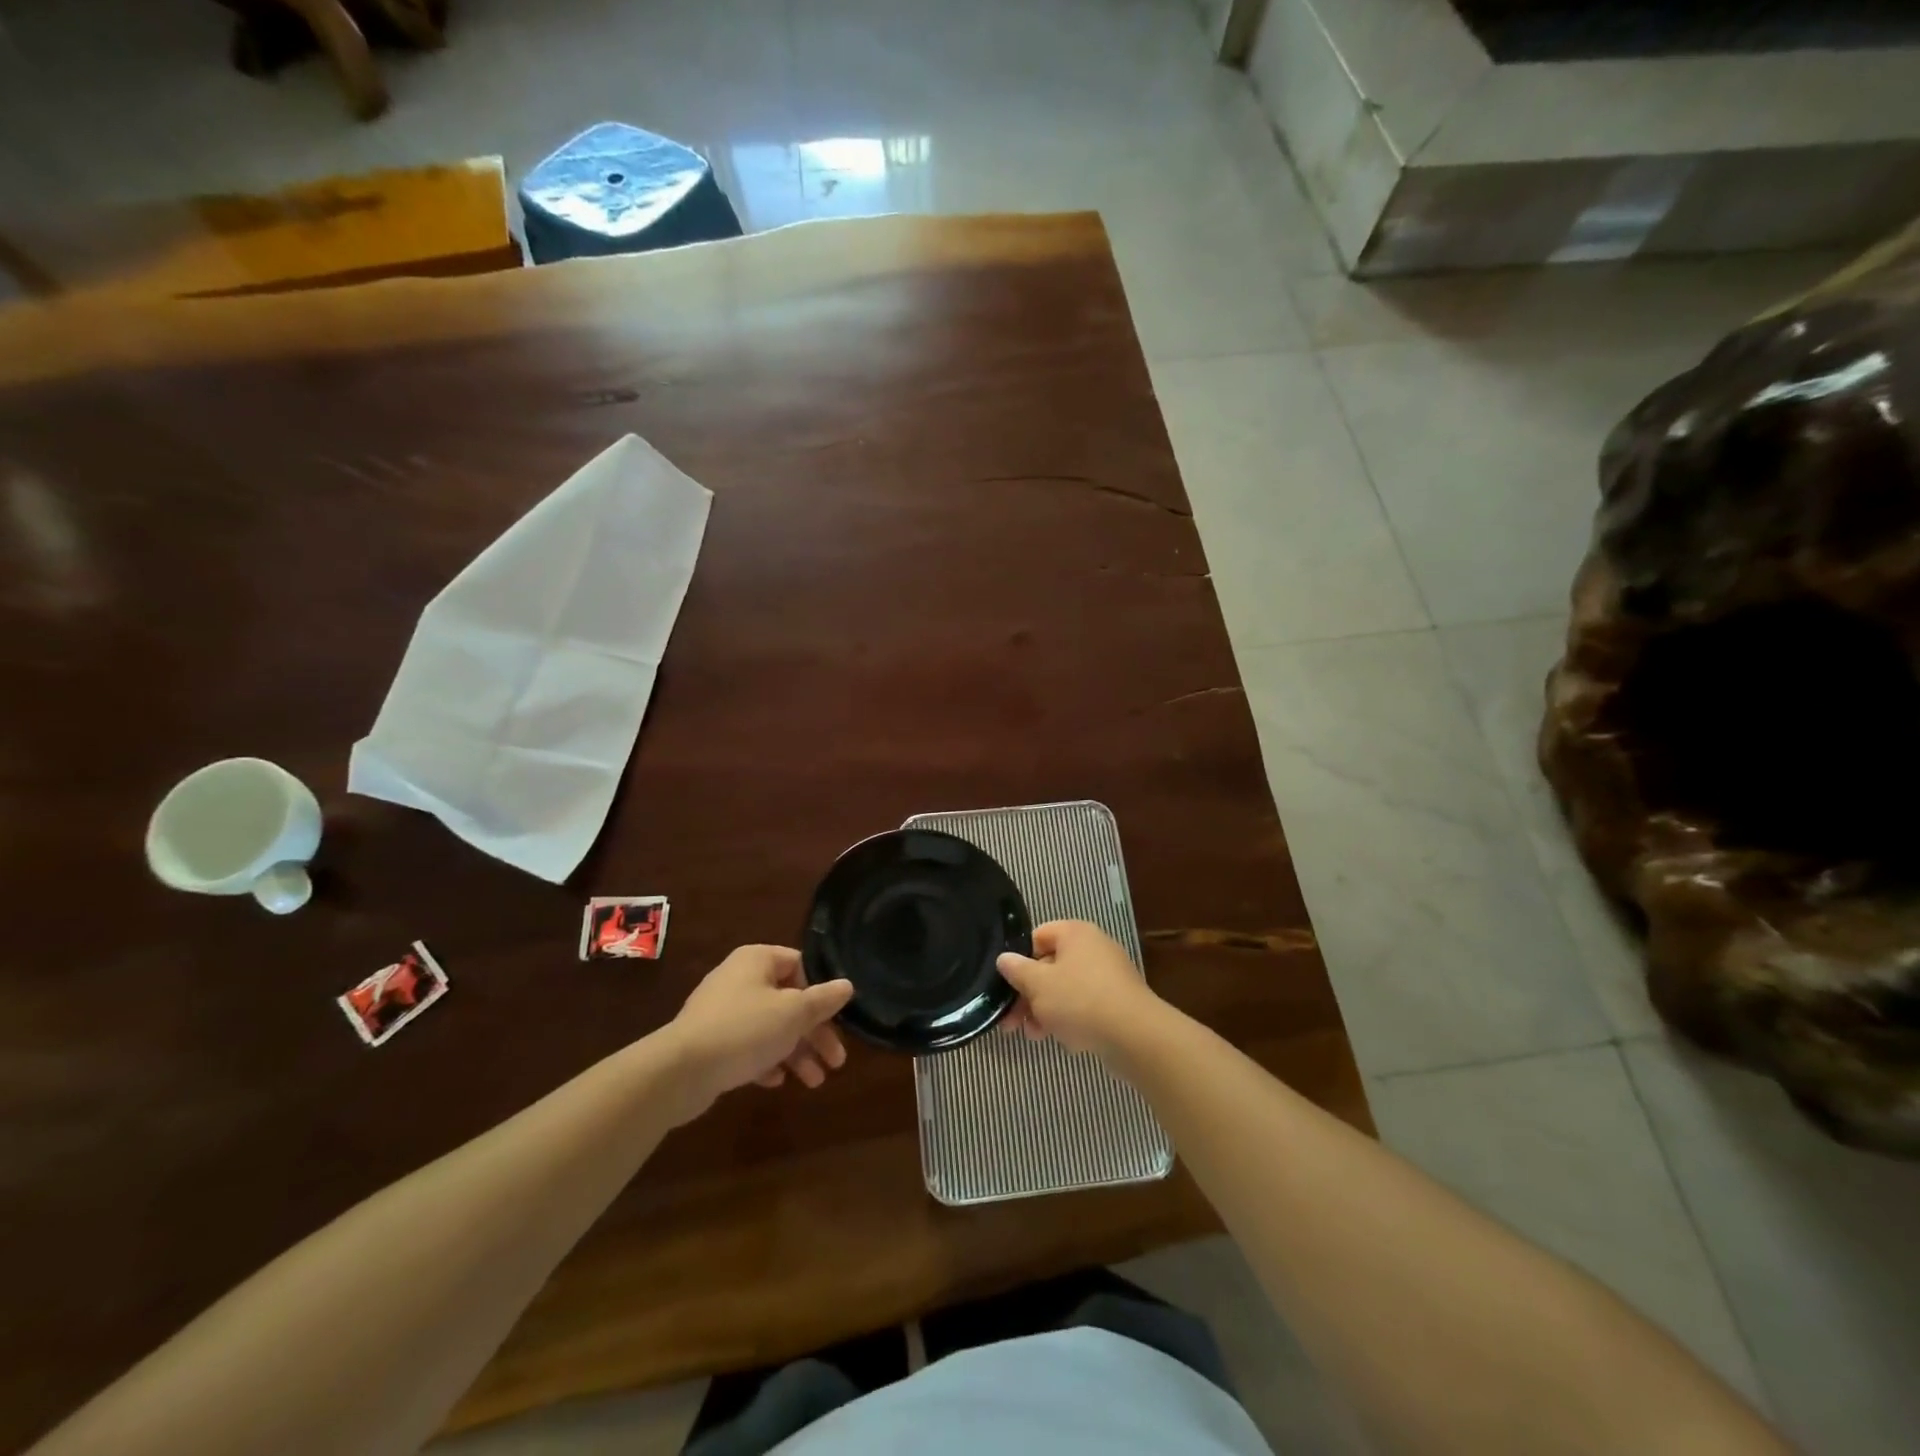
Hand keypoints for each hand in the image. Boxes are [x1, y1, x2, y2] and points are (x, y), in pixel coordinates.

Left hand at [663, 946, 854, 1121]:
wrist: (679, 1071)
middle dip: (814, 1033)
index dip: (821, 991)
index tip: (837, 1019)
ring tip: (814, 1081)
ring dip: (795, 1052)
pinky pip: (747, 1046)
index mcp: (757, 960)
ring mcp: (721, 1011)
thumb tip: (847, 985)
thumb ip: (823, 1000)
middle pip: (788, 1001)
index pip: (800, 965)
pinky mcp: (710, 1041)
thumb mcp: (793, 1013)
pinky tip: (776, 1081)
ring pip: (770, 1027)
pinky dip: (765, 1061)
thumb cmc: (745, 1029)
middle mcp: (739, 978)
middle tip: (836, 1061)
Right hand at [996, 920, 1165, 1057]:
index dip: (1020, 959)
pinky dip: (1070, 1019)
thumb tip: (1004, 958)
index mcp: (1075, 933)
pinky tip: (1065, 1040)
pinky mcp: (1118, 1002)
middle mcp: (1093, 948)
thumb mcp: (1038, 985)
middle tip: (1012, 1022)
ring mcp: (1109, 975)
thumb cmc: (1080, 1000)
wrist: (1136, 1036)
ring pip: (1066, 989)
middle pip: (1050, 966)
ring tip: (1034, 1035)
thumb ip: (1017, 970)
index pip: (1038, 936)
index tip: (1008, 985)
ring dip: (1045, 1010)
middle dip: (1029, 995)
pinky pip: (1085, 1005)